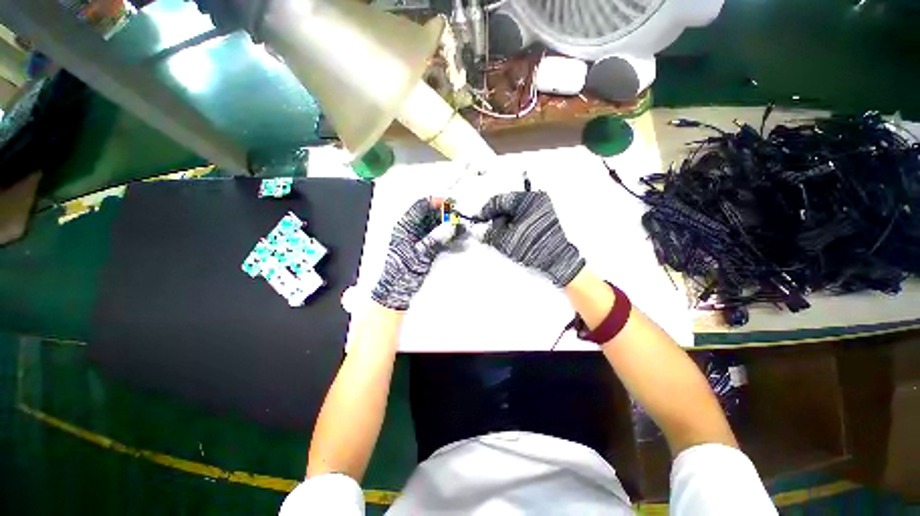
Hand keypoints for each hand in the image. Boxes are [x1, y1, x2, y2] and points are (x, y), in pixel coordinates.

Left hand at [372, 198, 456, 309]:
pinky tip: (457, 238)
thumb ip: (435, 239)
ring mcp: (419, 238)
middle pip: (430, 214)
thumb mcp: (419, 254)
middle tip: (459, 218)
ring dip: (448, 225)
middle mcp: (412, 229)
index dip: (436, 202)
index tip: (451, 204)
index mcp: (405, 226)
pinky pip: (438, 236)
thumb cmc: (402, 272)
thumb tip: (450, 226)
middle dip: (445, 214)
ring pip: (435, 225)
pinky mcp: (425, 246)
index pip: (421, 206)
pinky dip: (447, 236)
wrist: (397, 290)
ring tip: (461, 228)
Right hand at [478, 191, 584, 286]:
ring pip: (517, 214)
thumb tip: (479, 230)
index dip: (485, 211)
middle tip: (493, 234)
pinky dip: (518, 228)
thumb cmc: (533, 248)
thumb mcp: (504, 241)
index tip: (478, 220)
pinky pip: (527, 220)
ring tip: (509, 241)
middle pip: (509, 206)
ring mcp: (545, 210)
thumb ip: (488, 233)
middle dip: (499, 220)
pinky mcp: (549, 220)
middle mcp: (539, 200)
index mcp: (528, 199)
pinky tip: (518, 240)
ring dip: (509, 225)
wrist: (559, 263)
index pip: (499, 200)